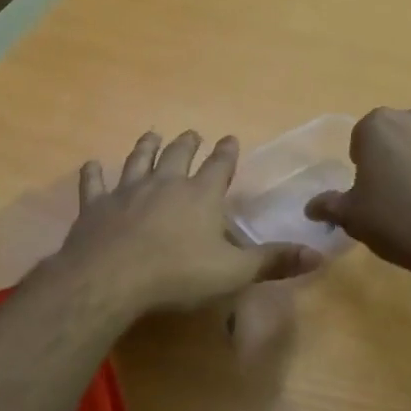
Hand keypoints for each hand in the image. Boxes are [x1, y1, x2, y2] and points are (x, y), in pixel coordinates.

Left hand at [52, 130, 321, 320]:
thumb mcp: (233, 272)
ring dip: (146, 147)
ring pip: (138, 160)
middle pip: (178, 155)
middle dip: (187, 144)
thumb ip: (273, 261)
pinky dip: (94, 174)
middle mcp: (165, 184)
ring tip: (151, 134)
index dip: (226, 153)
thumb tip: (318, 253)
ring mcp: (128, 191)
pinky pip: (95, 183)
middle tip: (191, 133)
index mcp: (200, 196)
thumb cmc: (178, 274)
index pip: (219, 166)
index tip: (230, 138)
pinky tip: (92, 165)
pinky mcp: (97, 205)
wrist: (112, 277)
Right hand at [305, 107, 410, 271]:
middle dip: (402, 157)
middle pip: (405, 134)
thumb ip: (330, 206)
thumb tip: (311, 207)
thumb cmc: (398, 223)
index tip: (373, 191)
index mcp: (380, 125)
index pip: (364, 137)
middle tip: (405, 197)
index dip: (366, 163)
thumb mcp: (353, 218)